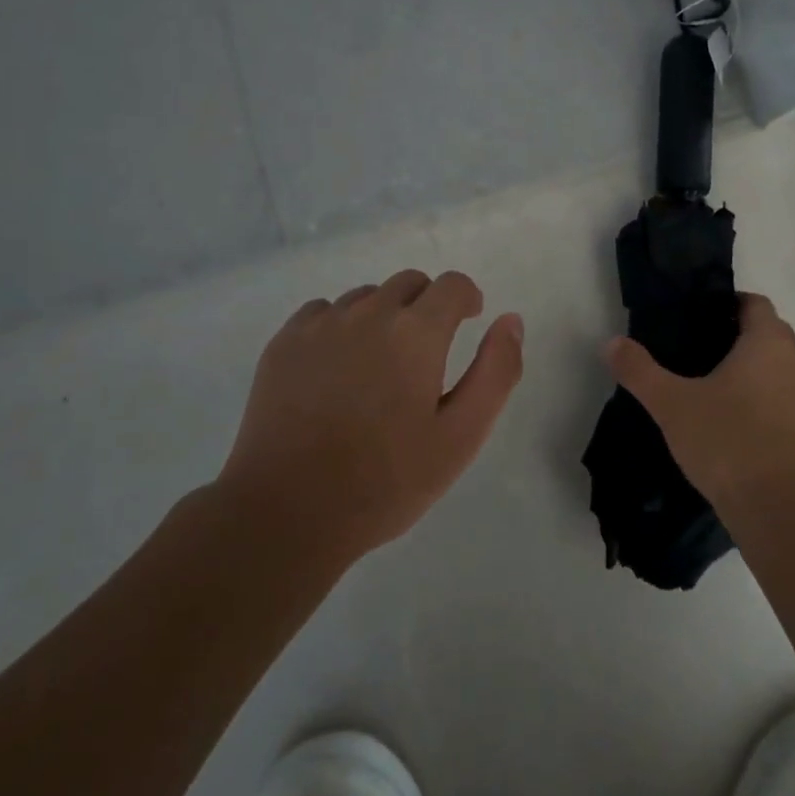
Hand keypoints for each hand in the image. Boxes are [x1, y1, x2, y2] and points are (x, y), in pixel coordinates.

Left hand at [217, 269, 524, 565]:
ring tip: (378, 367)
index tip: (467, 321)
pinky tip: (336, 370)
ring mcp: (320, 324)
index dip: (466, 298)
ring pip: (365, 297)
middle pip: (409, 283)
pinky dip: (340, 326)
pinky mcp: (284, 342)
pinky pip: (323, 312)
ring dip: (383, 316)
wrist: (287, 512)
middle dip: (427, 306)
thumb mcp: (461, 436)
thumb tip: (510, 319)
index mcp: (416, 332)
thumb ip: (496, 371)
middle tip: (425, 354)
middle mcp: (368, 313)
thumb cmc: (386, 481)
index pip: (452, 285)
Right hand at [605, 293, 794, 514]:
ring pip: (784, 375)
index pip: (756, 304)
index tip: (703, 319)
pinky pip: (792, 410)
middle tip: (703, 356)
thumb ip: (640, 371)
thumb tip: (611, 343)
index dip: (731, 304)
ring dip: (759, 378)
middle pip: (773, 337)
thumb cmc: (727, 441)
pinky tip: (743, 436)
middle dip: (742, 340)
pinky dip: (771, 412)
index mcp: (768, 344)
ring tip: (720, 398)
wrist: (782, 512)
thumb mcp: (671, 404)